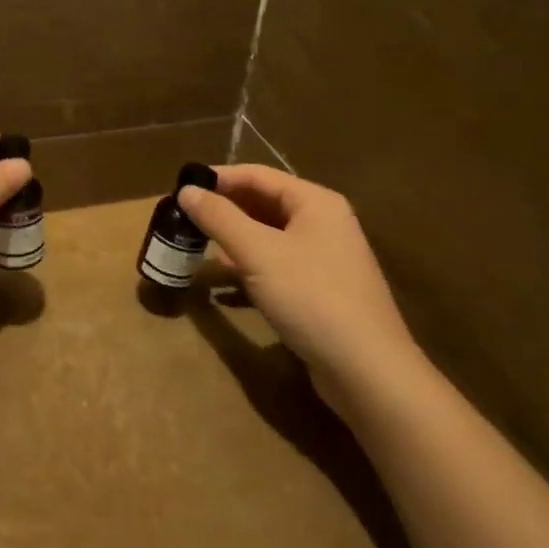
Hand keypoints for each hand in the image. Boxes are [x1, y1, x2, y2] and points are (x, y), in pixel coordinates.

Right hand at [178, 165, 416, 408]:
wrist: (368, 372)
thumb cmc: (312, 298)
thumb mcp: (257, 253)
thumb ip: (219, 218)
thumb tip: (186, 191)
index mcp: (315, 202)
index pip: (257, 175)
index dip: (217, 179)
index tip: (180, 189)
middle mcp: (324, 223)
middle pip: (263, 203)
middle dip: (223, 210)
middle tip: (183, 219)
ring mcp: (324, 258)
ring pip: (268, 236)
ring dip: (233, 239)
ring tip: (196, 248)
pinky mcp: (320, 291)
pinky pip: (276, 266)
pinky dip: (248, 268)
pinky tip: (224, 286)